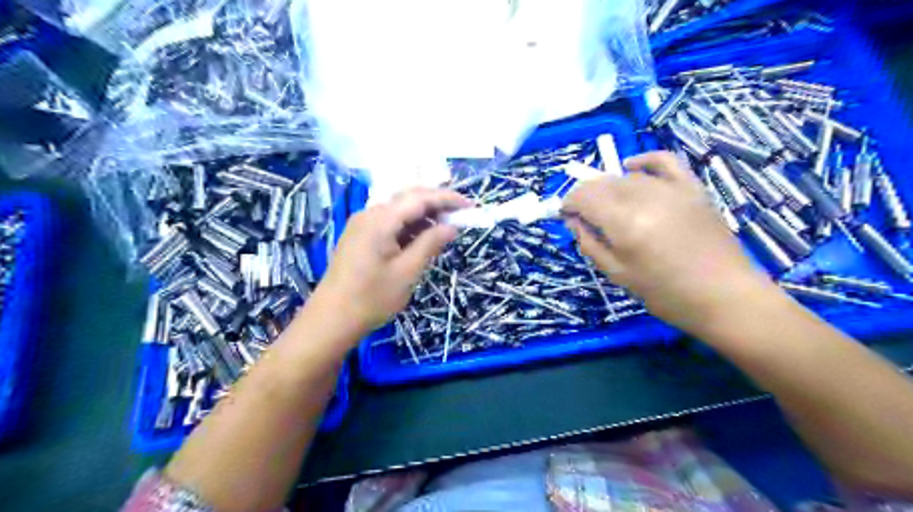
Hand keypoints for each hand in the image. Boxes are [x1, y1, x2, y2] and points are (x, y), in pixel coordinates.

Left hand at [312, 186, 470, 334]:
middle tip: (460, 216)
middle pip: (409, 198)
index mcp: (381, 219)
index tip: (470, 206)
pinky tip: (422, 237)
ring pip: (399, 209)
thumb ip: (430, 244)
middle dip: (437, 203)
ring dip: (424, 215)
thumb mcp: (407, 272)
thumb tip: (452, 226)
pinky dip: (409, 225)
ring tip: (446, 228)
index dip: (448, 199)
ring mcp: (362, 224)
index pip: (420, 198)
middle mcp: (370, 214)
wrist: (331, 319)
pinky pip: (390, 222)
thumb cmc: (372, 298)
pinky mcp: (360, 235)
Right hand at [565, 151, 775, 330]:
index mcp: (625, 223)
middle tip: (583, 214)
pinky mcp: (692, 188)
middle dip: (586, 195)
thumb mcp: (618, 274)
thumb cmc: (666, 294)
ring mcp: (673, 189)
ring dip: (609, 187)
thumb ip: (590, 243)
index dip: (569, 202)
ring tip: (608, 206)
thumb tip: (573, 221)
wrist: (724, 296)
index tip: (565, 214)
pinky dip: (644, 160)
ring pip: (627, 176)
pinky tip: (631, 167)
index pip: (585, 197)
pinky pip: (664, 161)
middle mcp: (646, 198)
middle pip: (603, 183)